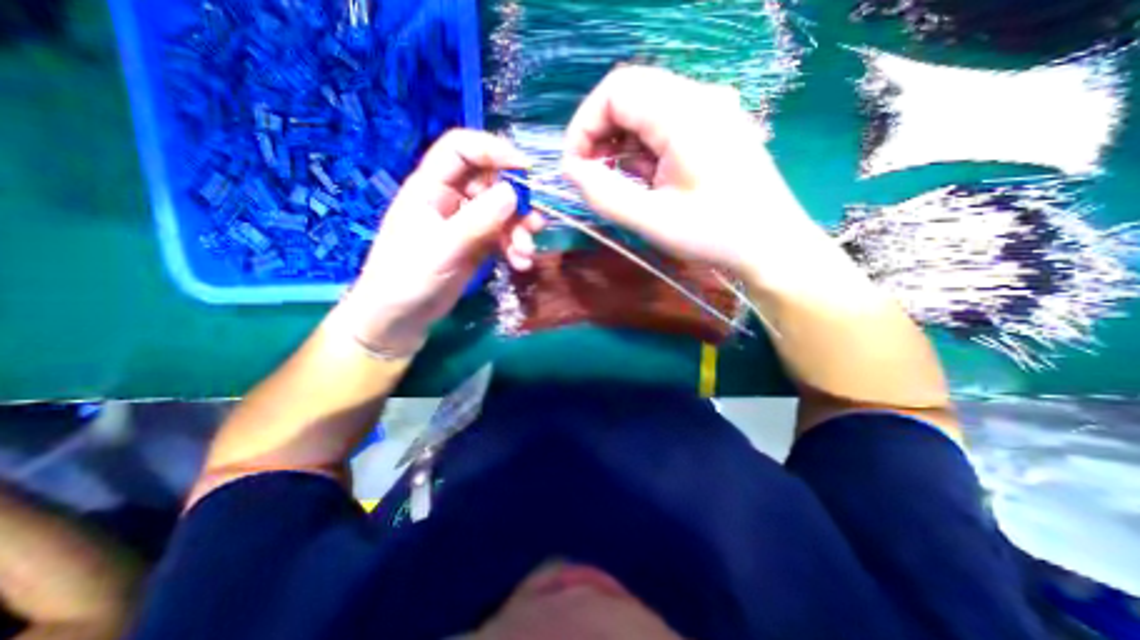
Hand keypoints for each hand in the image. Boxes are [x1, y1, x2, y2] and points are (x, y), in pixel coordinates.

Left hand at [336, 129, 542, 357]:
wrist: (401, 318)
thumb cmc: (408, 278)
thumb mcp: (442, 248)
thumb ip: (477, 220)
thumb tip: (514, 193)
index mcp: (431, 187)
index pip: (462, 149)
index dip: (494, 151)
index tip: (526, 170)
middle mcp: (451, 199)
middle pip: (492, 182)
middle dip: (517, 203)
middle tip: (535, 224)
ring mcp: (467, 223)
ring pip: (504, 212)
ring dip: (520, 230)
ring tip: (526, 253)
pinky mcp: (478, 245)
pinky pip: (504, 237)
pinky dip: (515, 248)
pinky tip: (521, 264)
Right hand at [559, 66, 818, 279]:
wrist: (771, 246)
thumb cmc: (714, 235)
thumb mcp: (651, 220)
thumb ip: (603, 195)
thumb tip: (570, 171)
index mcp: (685, 113)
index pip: (615, 90)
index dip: (584, 126)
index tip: (575, 167)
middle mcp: (699, 97)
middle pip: (630, 94)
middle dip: (600, 134)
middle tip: (592, 176)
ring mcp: (711, 109)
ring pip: (645, 108)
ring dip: (621, 143)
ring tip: (619, 182)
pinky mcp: (714, 126)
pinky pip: (664, 123)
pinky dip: (643, 148)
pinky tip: (645, 178)